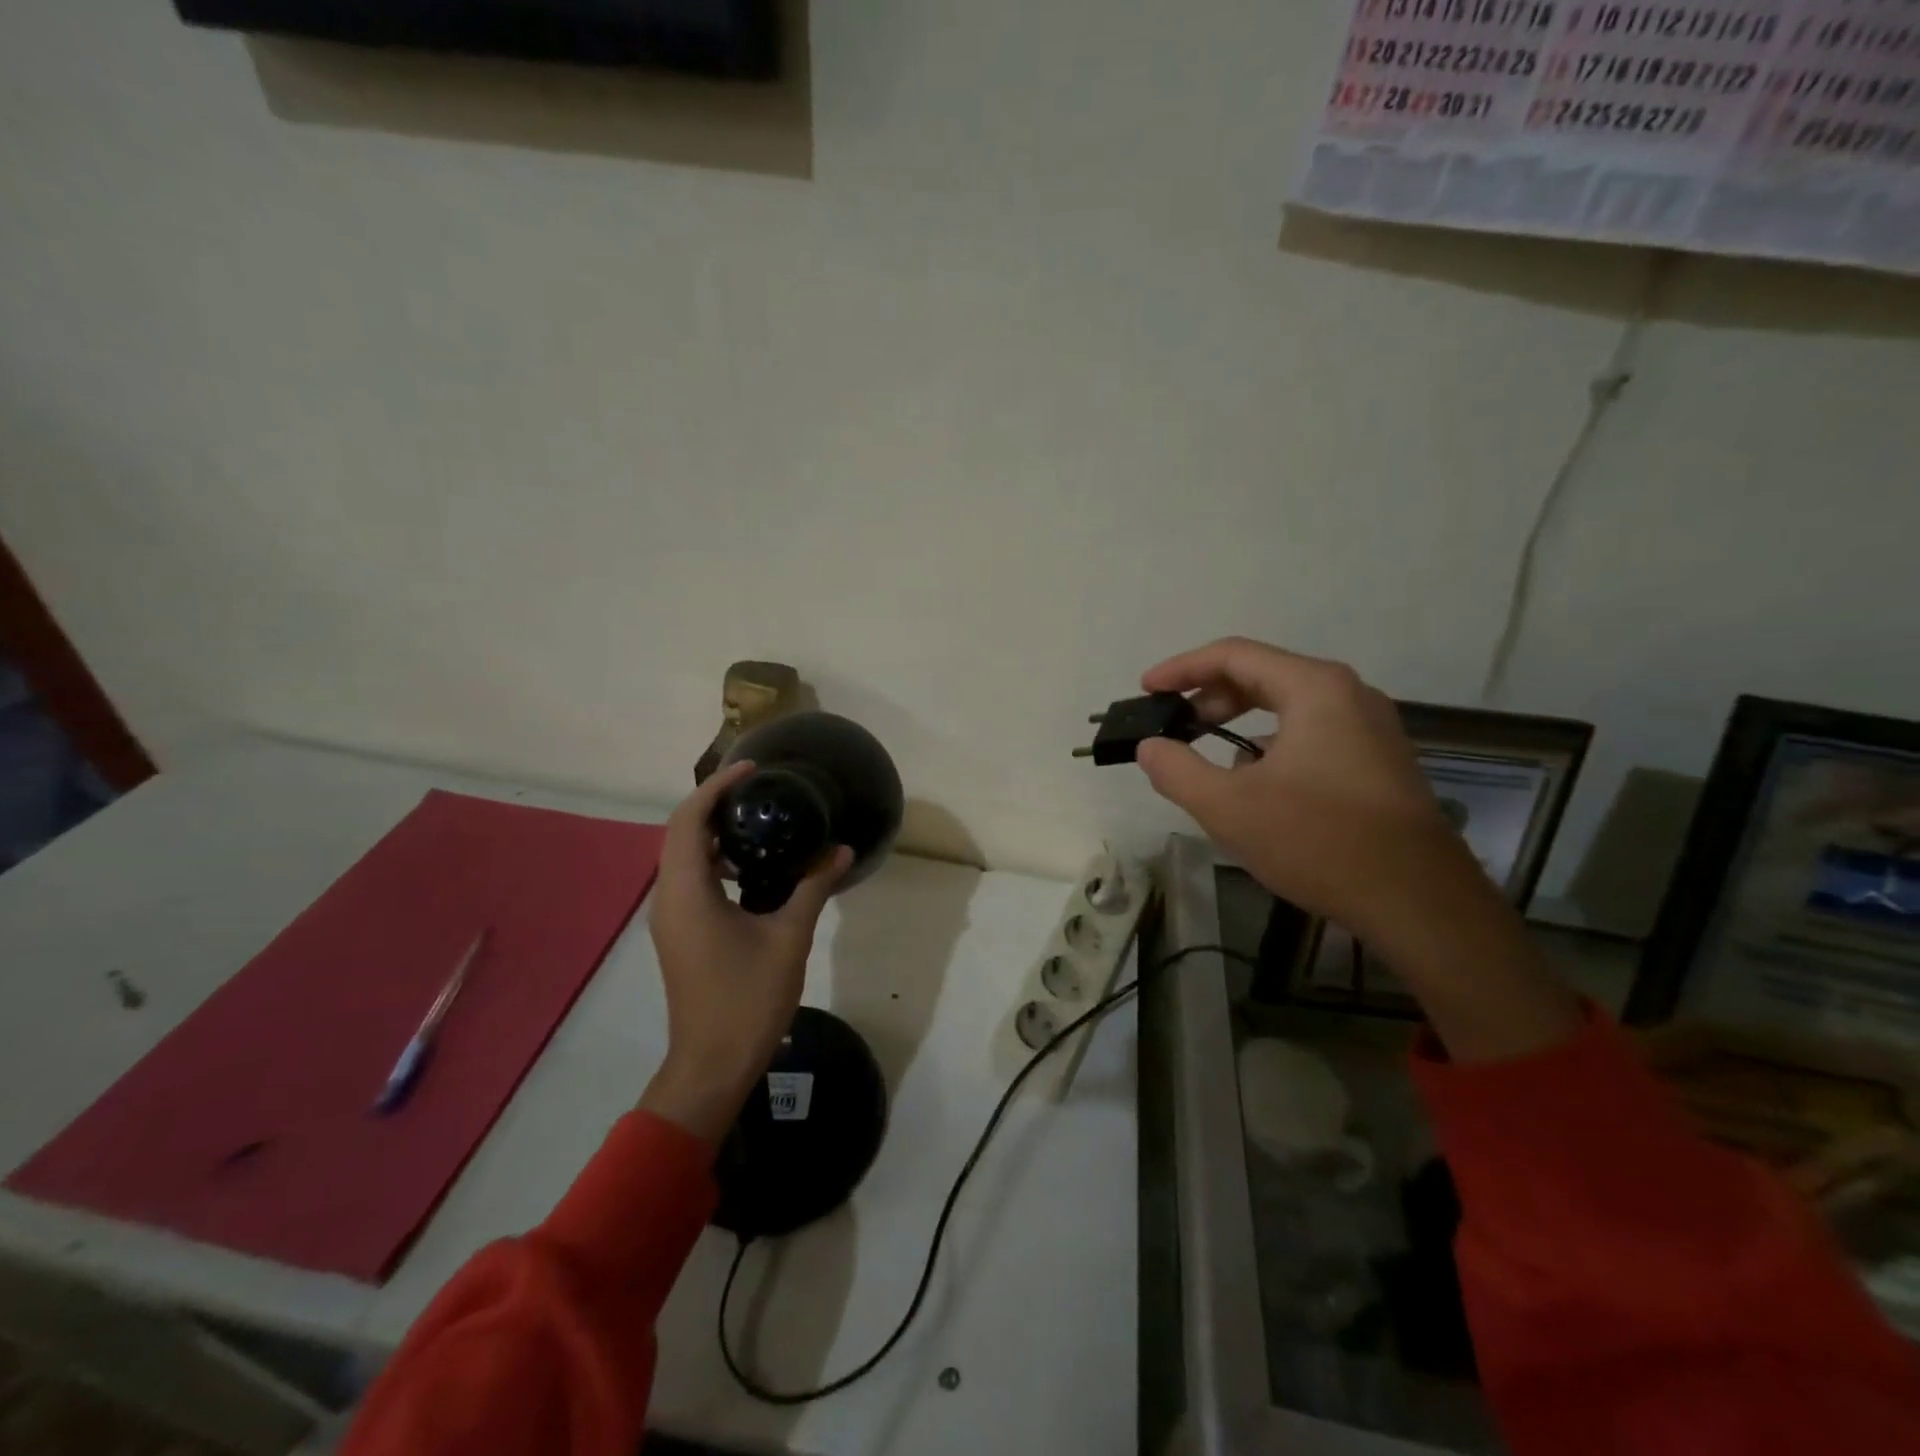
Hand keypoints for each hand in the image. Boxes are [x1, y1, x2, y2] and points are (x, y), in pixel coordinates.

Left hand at [640, 761, 851, 1143]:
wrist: (712, 1065)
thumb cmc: (747, 1000)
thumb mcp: (789, 938)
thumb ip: (813, 887)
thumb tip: (841, 851)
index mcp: (687, 893)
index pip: (689, 821)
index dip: (717, 788)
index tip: (753, 770)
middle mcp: (669, 898)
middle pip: (681, 833)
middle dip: (716, 803)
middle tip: (760, 789)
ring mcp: (670, 917)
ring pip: (683, 856)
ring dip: (714, 832)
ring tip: (759, 820)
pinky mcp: (679, 932)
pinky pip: (690, 879)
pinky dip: (715, 861)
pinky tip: (753, 868)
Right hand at [1135, 637, 1579, 1061]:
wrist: (1419, 903)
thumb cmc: (1319, 841)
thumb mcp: (1229, 807)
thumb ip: (1177, 770)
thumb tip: (1150, 747)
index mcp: (1315, 688)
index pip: (1234, 655)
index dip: (1182, 668)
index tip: (1146, 690)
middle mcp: (1348, 695)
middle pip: (1263, 675)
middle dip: (1209, 697)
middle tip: (1173, 726)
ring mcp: (1370, 728)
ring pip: (1288, 706)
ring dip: (1240, 723)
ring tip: (1207, 758)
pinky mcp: (1379, 761)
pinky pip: (1312, 733)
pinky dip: (1271, 745)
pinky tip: (1256, 786)